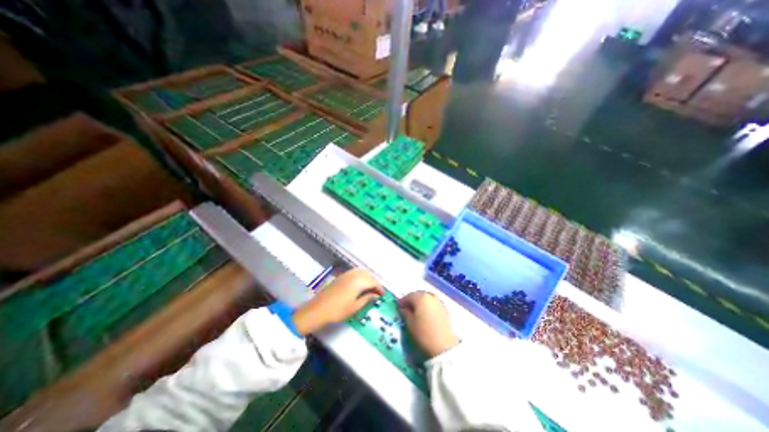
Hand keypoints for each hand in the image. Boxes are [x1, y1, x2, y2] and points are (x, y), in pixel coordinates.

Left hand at [293, 269, 382, 334]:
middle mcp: (354, 274)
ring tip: (369, 288)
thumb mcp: (355, 307)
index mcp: (359, 282)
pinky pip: (355, 272)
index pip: (373, 282)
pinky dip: (361, 275)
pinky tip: (360, 284)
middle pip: (369, 275)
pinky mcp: (341, 276)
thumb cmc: (338, 310)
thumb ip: (367, 299)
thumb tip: (375, 296)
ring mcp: (347, 274)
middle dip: (374, 282)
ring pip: (362, 271)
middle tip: (376, 292)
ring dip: (368, 278)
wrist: (318, 309)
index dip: (379, 288)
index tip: (382, 295)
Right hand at [400, 291, 457, 359]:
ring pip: (427, 298)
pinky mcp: (445, 309)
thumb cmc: (423, 333)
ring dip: (420, 302)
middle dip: (412, 300)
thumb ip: (405, 313)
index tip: (398, 306)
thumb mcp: (410, 324)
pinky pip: (433, 303)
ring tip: (416, 310)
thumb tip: (403, 308)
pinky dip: (428, 305)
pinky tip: (425, 313)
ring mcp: (439, 302)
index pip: (408, 296)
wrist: (444, 346)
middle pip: (418, 295)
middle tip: (406, 307)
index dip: (402, 301)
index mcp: (420, 297)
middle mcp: (430, 296)